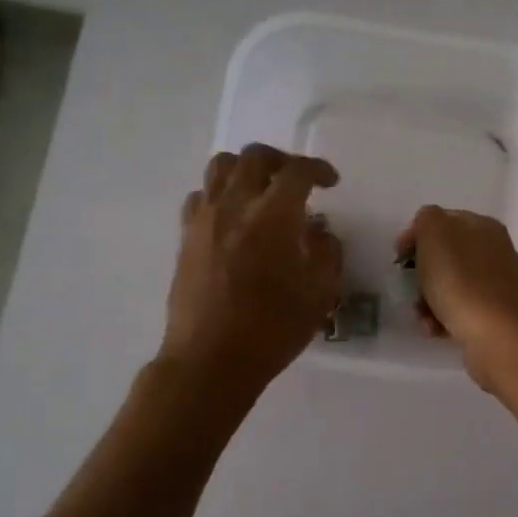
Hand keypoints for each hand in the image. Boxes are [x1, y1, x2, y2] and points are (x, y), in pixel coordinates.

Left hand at [161, 145, 343, 393]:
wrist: (210, 359)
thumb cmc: (272, 328)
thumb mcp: (319, 294)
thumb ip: (326, 253)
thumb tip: (319, 232)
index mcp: (273, 216)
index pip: (297, 171)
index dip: (318, 169)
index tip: (331, 181)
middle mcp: (235, 205)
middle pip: (255, 156)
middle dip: (282, 160)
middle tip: (297, 180)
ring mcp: (205, 219)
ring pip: (220, 166)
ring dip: (247, 169)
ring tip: (262, 190)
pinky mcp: (186, 237)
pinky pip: (201, 196)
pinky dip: (221, 194)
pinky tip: (234, 217)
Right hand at [395, 206, 517, 390]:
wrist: (497, 335)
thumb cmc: (461, 280)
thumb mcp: (435, 233)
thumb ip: (426, 220)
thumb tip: (425, 233)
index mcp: (483, 227)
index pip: (442, 221)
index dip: (416, 236)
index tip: (399, 258)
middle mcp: (493, 253)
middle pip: (444, 257)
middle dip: (420, 274)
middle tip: (409, 287)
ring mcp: (495, 286)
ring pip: (448, 286)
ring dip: (426, 301)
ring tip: (422, 316)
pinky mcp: (492, 317)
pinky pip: (457, 312)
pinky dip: (441, 320)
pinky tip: (434, 330)